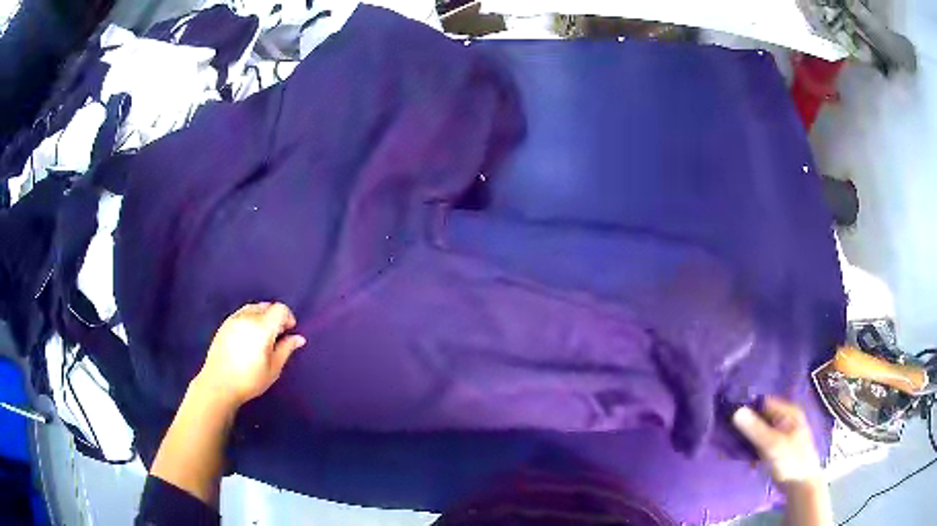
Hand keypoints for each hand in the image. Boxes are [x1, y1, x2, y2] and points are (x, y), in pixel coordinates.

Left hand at [195, 302, 305, 408]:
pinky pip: (242, 313)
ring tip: (262, 335)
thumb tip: (299, 338)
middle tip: (277, 335)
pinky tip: (248, 336)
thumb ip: (286, 349)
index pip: (280, 309)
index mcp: (262, 327)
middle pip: (267, 306)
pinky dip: (250, 318)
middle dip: (275, 316)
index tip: (289, 331)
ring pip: (253, 307)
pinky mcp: (224, 324)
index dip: (288, 317)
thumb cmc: (250, 380)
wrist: (219, 384)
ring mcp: (234, 319)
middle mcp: (248, 317)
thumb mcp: (273, 368)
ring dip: (262, 316)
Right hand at [732, 396, 822, 488]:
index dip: (748, 408)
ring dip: (748, 437)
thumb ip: (755, 429)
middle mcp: (785, 419)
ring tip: (733, 444)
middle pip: (762, 416)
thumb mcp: (772, 445)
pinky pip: (761, 442)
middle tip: (729, 433)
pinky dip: (752, 446)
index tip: (730, 416)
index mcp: (788, 412)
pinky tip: (743, 454)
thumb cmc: (790, 461)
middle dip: (747, 424)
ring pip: (760, 431)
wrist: (800, 485)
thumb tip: (735, 411)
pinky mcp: (776, 448)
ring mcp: (781, 434)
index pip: (764, 402)